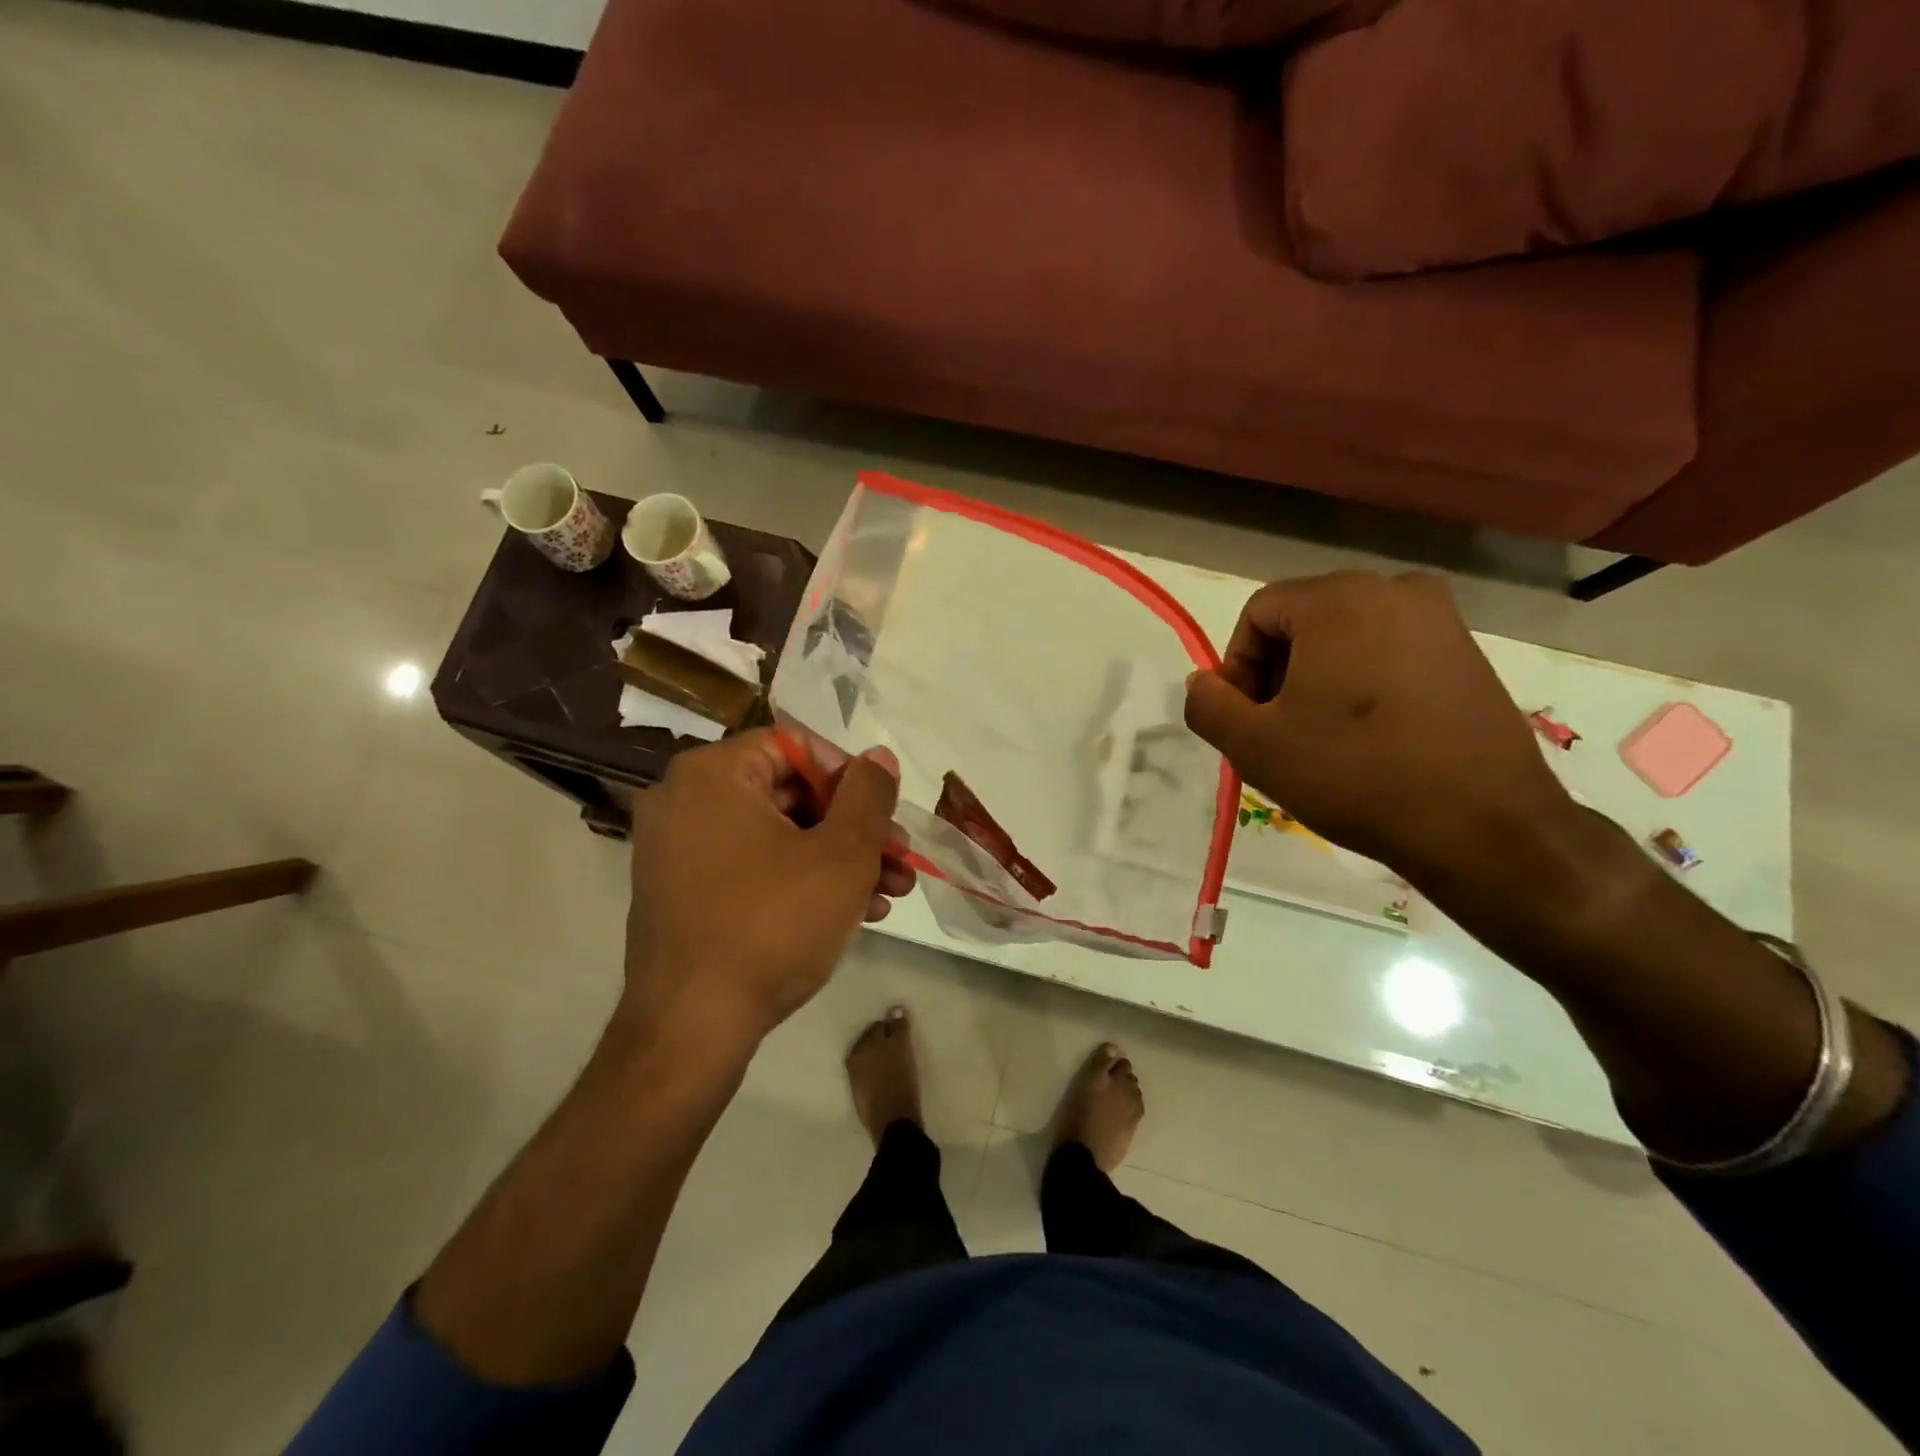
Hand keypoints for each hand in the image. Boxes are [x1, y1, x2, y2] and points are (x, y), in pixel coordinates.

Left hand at [621, 729, 912, 1059]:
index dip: (852, 777)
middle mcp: (685, 802)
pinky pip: (753, 869)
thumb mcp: (841, 855)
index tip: (886, 814)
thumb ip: (869, 795)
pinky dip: (802, 882)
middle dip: (856, 828)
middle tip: (901, 857)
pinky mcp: (684, 895)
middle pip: (791, 794)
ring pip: (779, 837)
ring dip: (840, 860)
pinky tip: (855, 913)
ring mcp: (679, 852)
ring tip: (892, 891)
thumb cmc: (772, 925)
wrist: (692, 1030)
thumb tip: (878, 757)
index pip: (796, 747)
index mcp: (713, 775)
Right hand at [1184, 571, 1578, 889]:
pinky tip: (1368, 736)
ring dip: (1317, 680)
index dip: (1238, 667)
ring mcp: (1441, 618)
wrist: (1483, 825)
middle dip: (1277, 673)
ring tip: (1322, 739)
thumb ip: (1207, 705)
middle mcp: (1394, 588)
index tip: (1246, 720)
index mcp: (1339, 598)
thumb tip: (1204, 682)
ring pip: (1346, 638)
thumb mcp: (1254, 746)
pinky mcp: (1468, 651)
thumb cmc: (1355, 774)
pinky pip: (1389, 652)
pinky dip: (1363, 684)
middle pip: (1303, 621)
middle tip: (1278, 732)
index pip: (1258, 614)